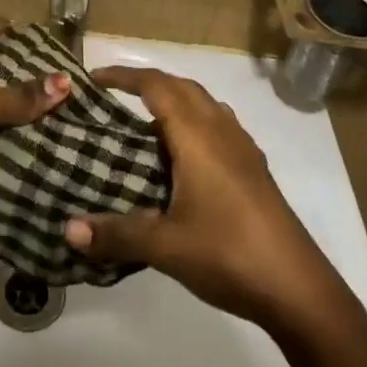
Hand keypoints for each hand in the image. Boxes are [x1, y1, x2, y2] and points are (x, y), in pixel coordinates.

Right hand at [64, 66, 345, 332]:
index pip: (157, 87)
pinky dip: (195, 123)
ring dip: (176, 101)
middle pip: (183, 87)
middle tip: (114, 97)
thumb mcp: (165, 246)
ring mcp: (244, 149)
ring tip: (145, 123)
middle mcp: (222, 131)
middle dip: (148, 83)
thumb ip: (116, 234)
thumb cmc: (228, 254)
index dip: (124, 77)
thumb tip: (68, 229)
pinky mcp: (256, 170)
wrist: (298, 289)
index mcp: (198, 137)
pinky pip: (220, 126)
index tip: (94, 79)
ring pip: (206, 105)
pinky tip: (185, 157)